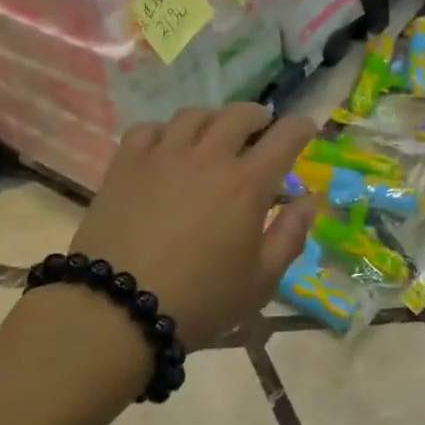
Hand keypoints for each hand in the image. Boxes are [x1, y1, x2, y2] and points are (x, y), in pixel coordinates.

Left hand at [71, 104, 316, 345]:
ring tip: (214, 134)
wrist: (117, 309)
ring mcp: (164, 155)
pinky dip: (164, 131)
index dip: (300, 127)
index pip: (284, 137)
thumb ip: (290, 237)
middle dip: (258, 116)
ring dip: (213, 119)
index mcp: (247, 184)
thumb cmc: (199, 301)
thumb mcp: (260, 282)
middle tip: (261, 127)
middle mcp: (209, 157)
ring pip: (195, 115)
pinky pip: (148, 128)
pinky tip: (165, 147)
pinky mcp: (127, 163)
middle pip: (239, 115)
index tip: (305, 128)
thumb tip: (307, 201)